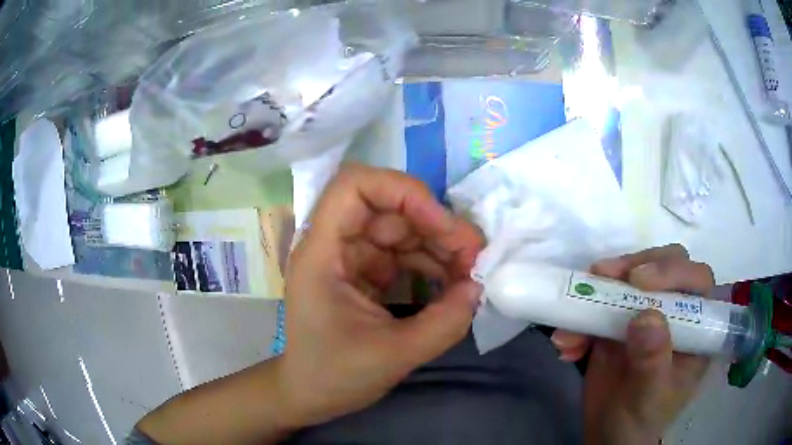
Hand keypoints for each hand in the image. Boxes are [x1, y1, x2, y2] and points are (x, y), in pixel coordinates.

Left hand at [277, 164, 483, 429]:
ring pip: (402, 229)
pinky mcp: (366, 274)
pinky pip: (404, 254)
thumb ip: (443, 323)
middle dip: (436, 224)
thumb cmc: (333, 375)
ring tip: (470, 273)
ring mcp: (352, 258)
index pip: (354, 186)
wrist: (310, 395)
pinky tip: (454, 282)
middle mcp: (335, 244)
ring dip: (440, 245)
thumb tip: (478, 287)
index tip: (440, 223)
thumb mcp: (392, 356)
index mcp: (322, 252)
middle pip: (389, 207)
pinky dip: (432, 263)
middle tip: (474, 256)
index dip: (401, 190)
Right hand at [551, 245, 714, 444]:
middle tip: (603, 275)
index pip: (697, 281)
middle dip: (635, 266)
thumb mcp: (649, 398)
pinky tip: (566, 345)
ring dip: (599, 291)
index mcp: (696, 328)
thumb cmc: (640, 421)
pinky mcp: (618, 321)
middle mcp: (675, 312)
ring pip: (631, 277)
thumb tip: (646, 317)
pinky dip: (579, 319)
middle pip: (665, 265)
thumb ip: (653, 361)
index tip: (638, 280)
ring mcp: (646, 313)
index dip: (673, 271)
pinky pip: (599, 304)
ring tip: (573, 318)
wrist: (608, 434)